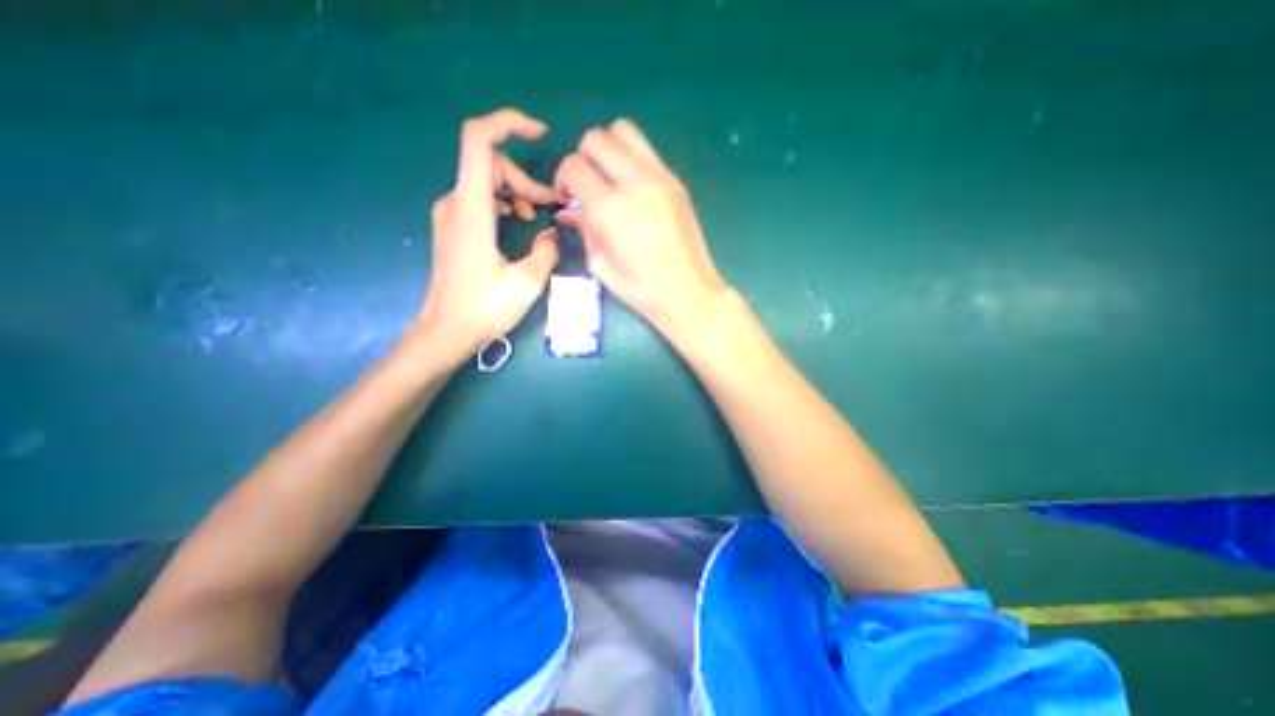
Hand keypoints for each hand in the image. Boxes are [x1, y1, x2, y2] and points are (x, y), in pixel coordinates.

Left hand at [417, 107, 557, 363]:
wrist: (446, 331)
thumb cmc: (485, 308)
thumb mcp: (527, 282)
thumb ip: (546, 251)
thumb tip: (552, 233)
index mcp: (472, 209)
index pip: (479, 140)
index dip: (508, 124)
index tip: (540, 134)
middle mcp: (455, 202)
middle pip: (490, 163)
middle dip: (524, 177)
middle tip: (550, 204)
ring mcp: (451, 215)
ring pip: (486, 181)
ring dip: (516, 192)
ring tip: (537, 217)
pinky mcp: (453, 228)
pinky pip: (479, 199)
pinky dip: (503, 202)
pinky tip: (518, 223)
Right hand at [553, 118, 732, 334]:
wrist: (690, 292)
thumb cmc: (643, 290)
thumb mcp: (602, 267)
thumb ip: (583, 231)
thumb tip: (568, 211)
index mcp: (611, 208)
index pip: (573, 166)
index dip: (562, 179)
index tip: (566, 199)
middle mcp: (634, 181)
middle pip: (596, 138)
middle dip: (582, 158)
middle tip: (586, 187)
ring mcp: (660, 177)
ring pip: (624, 131)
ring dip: (608, 148)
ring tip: (609, 178)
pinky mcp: (676, 181)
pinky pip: (647, 151)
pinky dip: (631, 158)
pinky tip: (633, 188)